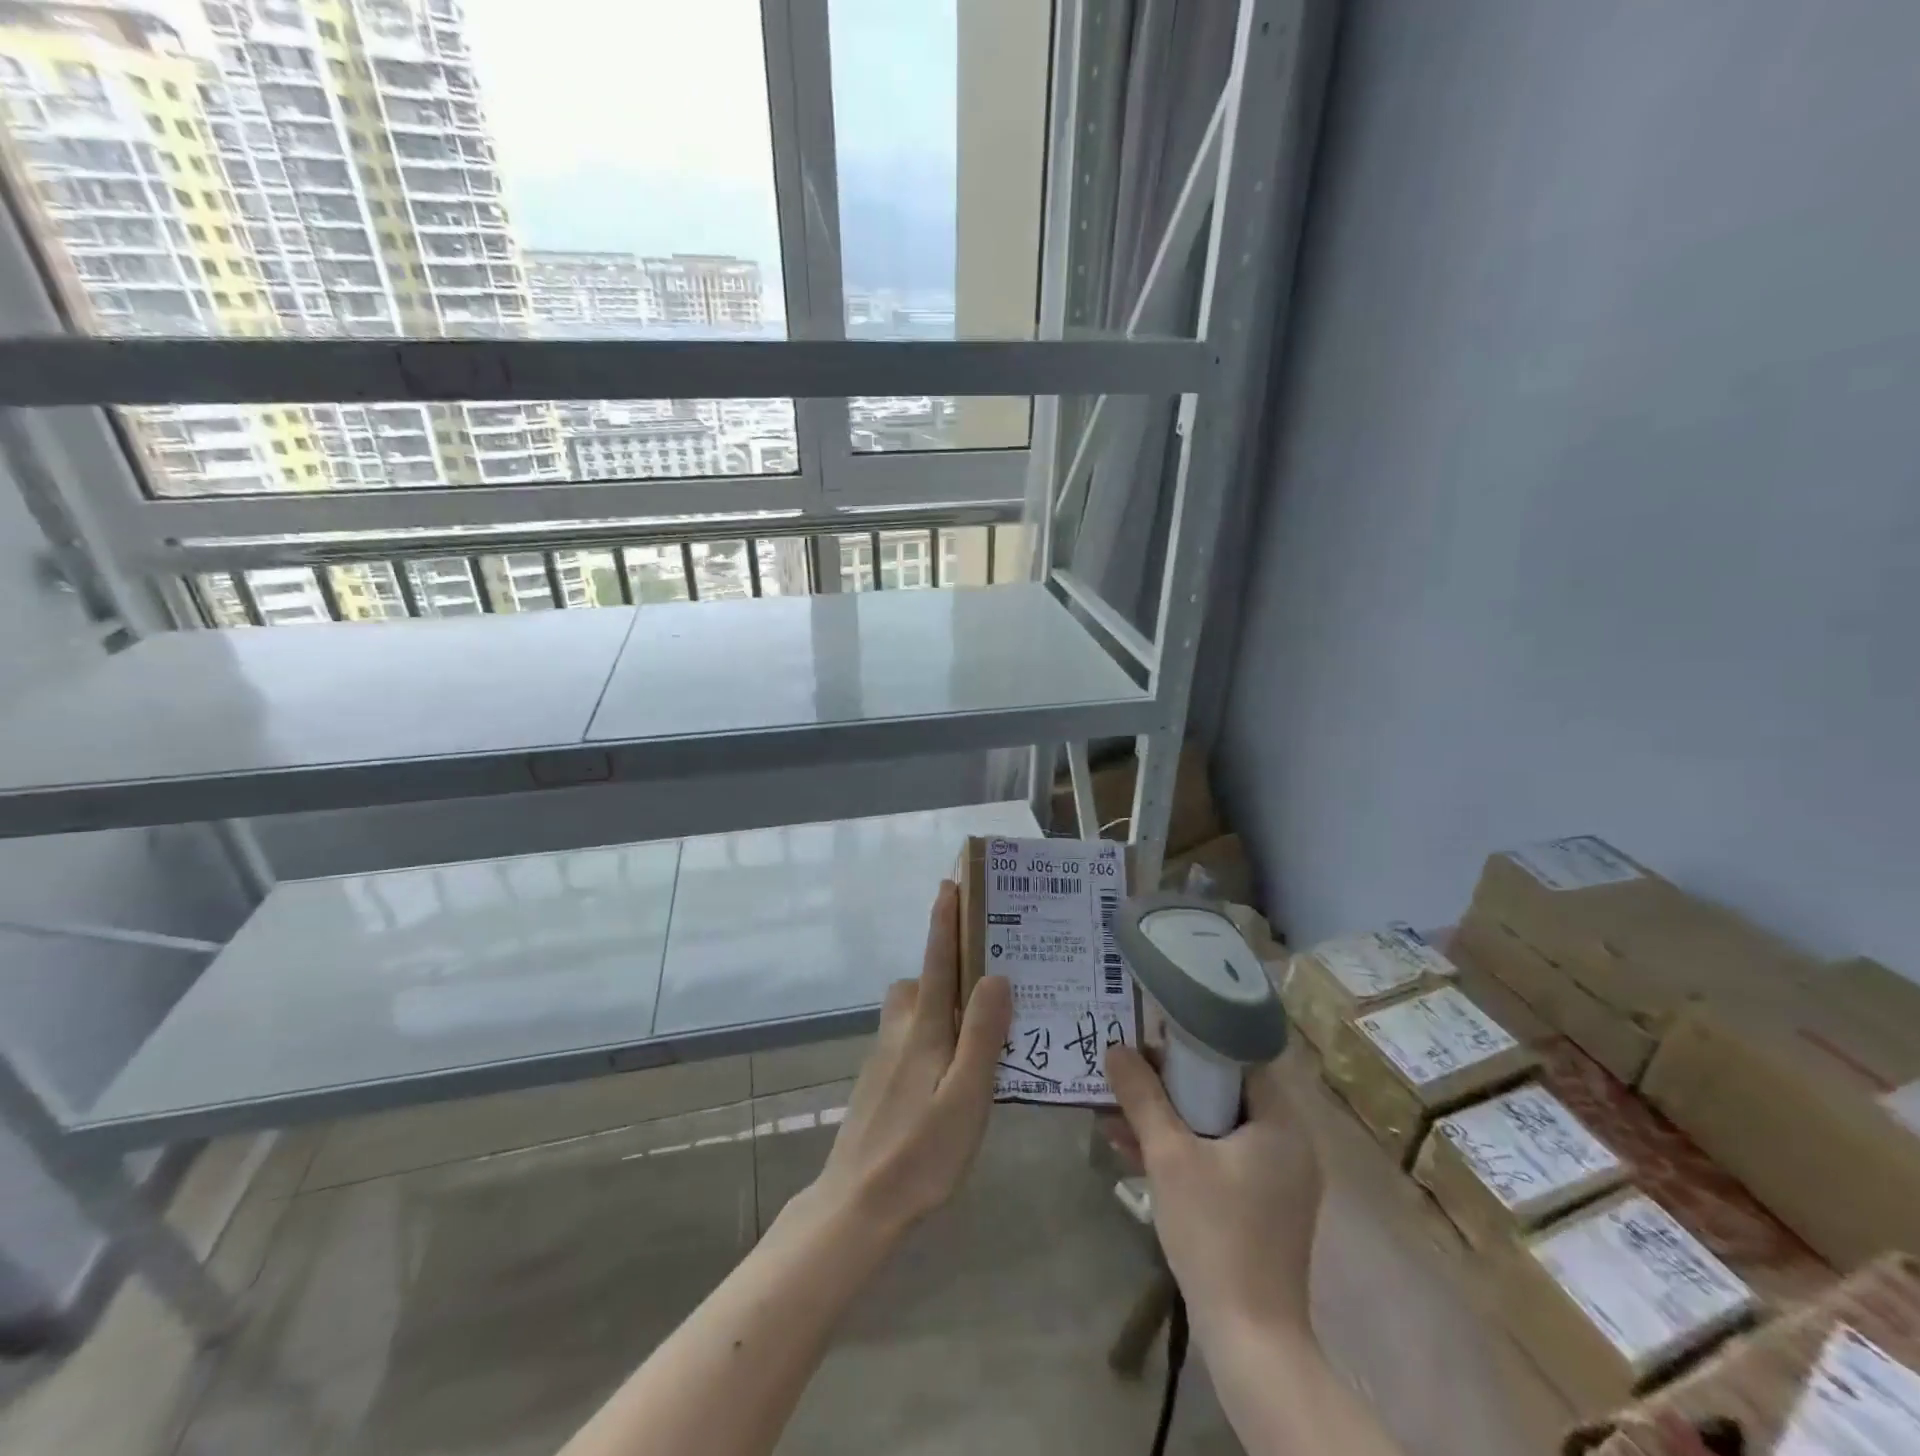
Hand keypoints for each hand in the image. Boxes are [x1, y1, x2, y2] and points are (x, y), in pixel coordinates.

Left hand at [803, 880, 1012, 1240]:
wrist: (857, 1203)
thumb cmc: (921, 1152)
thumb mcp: (967, 1096)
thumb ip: (982, 1035)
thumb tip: (995, 975)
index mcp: (924, 1028)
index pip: (938, 961)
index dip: (945, 921)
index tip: (951, 884)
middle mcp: (900, 1030)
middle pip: (923, 981)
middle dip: (947, 963)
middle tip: (988, 970)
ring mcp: (884, 1056)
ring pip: (913, 1009)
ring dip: (939, 999)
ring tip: (977, 1020)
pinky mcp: (878, 1079)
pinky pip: (909, 1035)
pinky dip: (931, 1030)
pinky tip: (950, 1064)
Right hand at [1105, 1044, 1322, 1336]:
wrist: (1250, 1340)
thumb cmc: (1215, 1233)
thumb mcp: (1169, 1156)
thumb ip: (1142, 1097)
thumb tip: (1115, 1048)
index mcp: (1281, 1124)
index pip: (1238, 1059)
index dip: (1193, 1043)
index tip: (1151, 1038)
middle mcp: (1288, 1145)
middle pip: (1223, 1092)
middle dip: (1169, 1084)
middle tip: (1128, 1074)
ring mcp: (1276, 1180)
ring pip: (1215, 1127)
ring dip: (1167, 1118)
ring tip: (1116, 1112)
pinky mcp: (1261, 1208)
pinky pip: (1218, 1159)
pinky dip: (1181, 1151)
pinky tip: (1132, 1150)